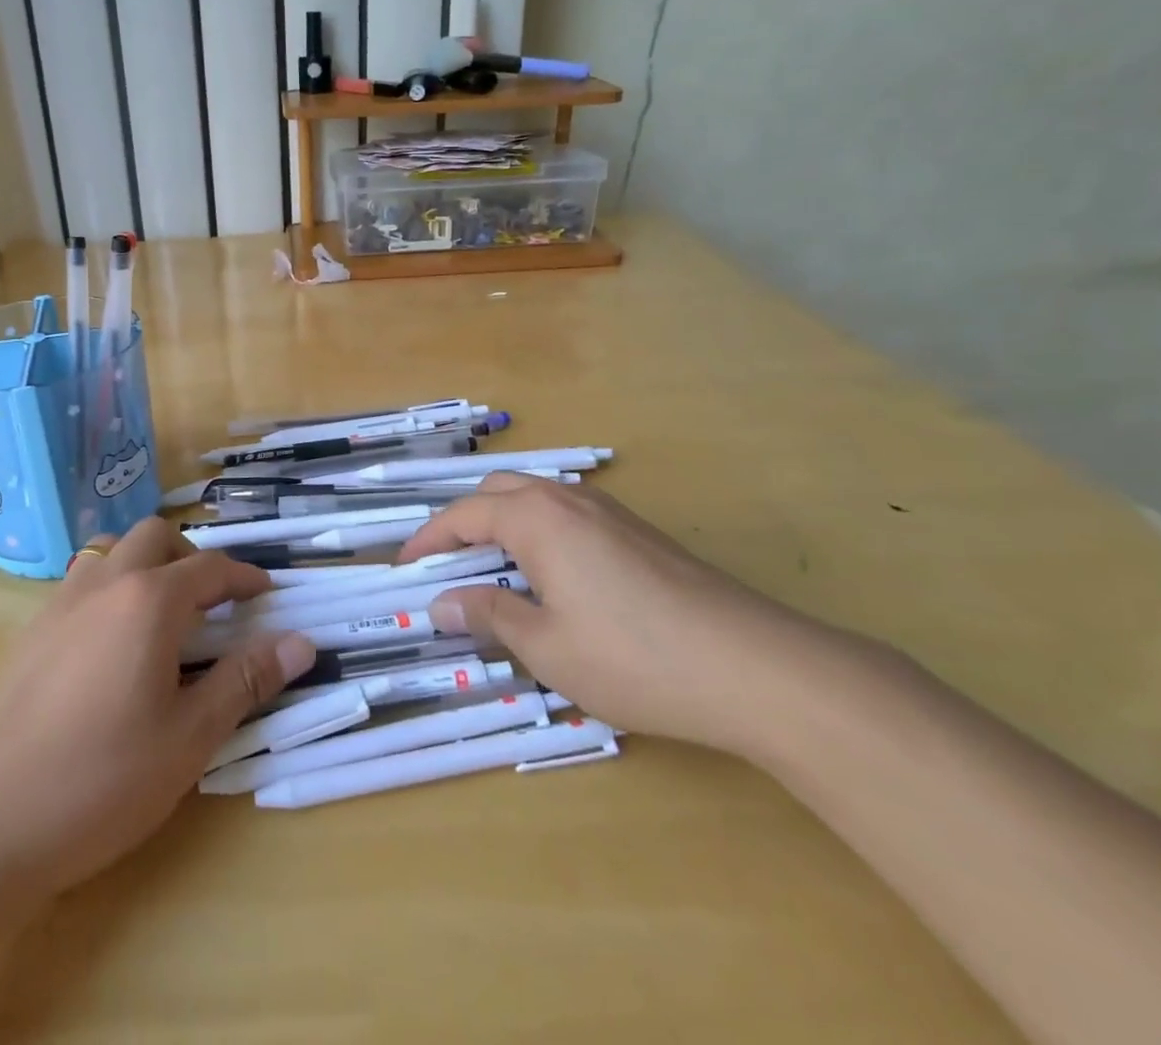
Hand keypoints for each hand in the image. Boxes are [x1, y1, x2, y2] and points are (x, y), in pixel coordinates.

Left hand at [0, 519, 315, 898]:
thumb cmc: (99, 778)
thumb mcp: (189, 737)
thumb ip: (245, 681)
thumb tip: (301, 642)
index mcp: (150, 600)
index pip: (211, 567)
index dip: (245, 576)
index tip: (266, 593)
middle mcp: (105, 583)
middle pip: (155, 537)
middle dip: (190, 556)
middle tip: (211, 603)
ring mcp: (61, 602)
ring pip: (110, 550)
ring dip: (144, 564)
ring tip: (160, 616)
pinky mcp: (30, 630)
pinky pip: (81, 582)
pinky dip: (110, 588)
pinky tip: (110, 647)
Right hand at [399, 473, 834, 755]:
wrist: (755, 667)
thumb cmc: (634, 658)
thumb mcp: (547, 647)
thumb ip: (488, 616)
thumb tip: (441, 603)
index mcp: (536, 518)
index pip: (463, 515)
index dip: (428, 540)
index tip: (404, 568)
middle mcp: (568, 499)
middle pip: (498, 493)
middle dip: (463, 523)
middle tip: (447, 567)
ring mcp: (610, 512)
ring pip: (537, 499)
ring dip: (503, 524)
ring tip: (493, 572)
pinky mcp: (639, 532)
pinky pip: (569, 515)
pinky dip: (539, 533)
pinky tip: (553, 577)